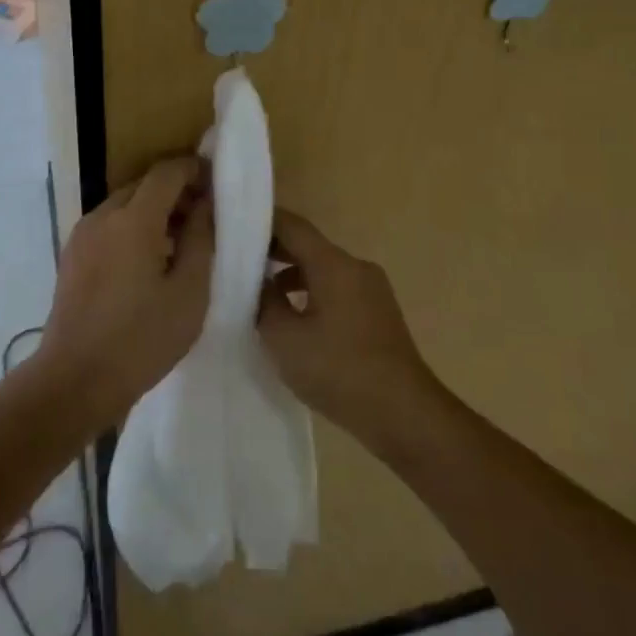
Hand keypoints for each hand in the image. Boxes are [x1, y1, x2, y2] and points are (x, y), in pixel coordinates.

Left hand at [35, 156, 211, 427]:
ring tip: (181, 244)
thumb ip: (201, 239)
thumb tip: (206, 204)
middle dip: (176, 192)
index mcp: (133, 220)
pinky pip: (109, 226)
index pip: (167, 172)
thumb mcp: (189, 292)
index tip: (217, 183)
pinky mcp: (72, 255)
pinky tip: (149, 262)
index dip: (194, 169)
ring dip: (154, 211)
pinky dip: (133, 228)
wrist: (75, 381)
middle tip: (205, 218)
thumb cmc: (141, 339)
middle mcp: (103, 216)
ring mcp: (82, 235)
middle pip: (144, 185)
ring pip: (125, 205)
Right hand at [258, 209, 437, 439]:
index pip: (292, 225)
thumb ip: (264, 303)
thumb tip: (257, 282)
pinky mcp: (377, 312)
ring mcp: (371, 289)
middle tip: (235, 258)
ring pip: (323, 268)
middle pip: (308, 245)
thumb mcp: (285, 340)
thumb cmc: (340, 371)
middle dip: (272, 249)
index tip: (231, 224)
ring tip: (258, 291)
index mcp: (334, 264)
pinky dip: (311, 292)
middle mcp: (356, 267)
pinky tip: (293, 318)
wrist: (404, 414)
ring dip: (291, 274)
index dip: (261, 221)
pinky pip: (337, 288)